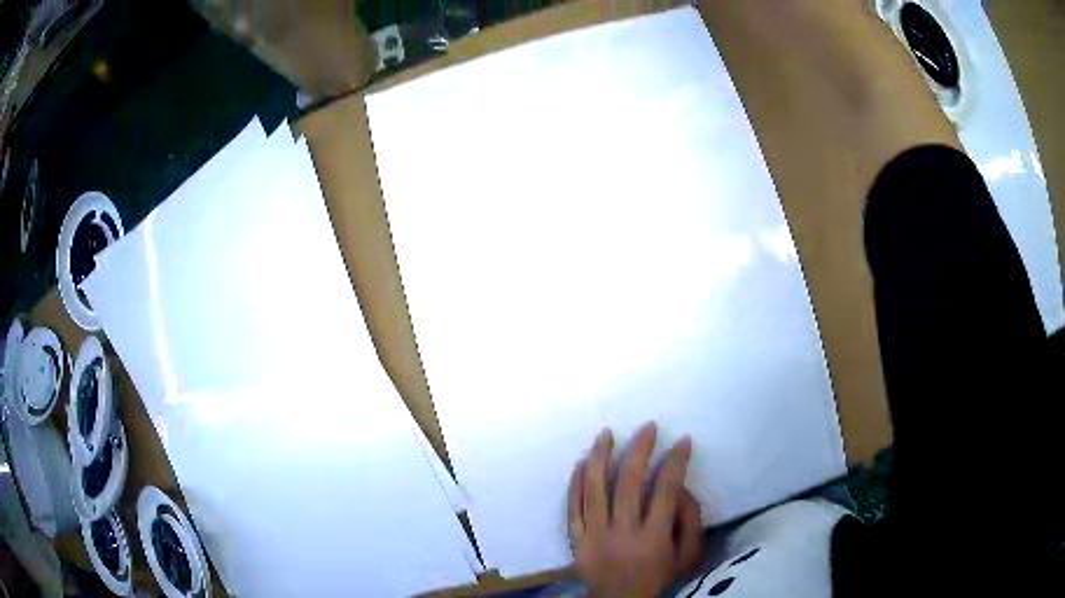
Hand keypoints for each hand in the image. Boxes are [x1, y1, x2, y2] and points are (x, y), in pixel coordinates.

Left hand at [568, 422, 703, 597]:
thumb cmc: (659, 576)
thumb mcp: (688, 555)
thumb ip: (690, 521)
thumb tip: (681, 487)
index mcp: (653, 538)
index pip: (665, 490)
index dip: (675, 461)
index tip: (683, 441)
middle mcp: (622, 532)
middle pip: (627, 483)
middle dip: (639, 449)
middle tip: (647, 427)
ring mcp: (594, 535)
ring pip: (593, 489)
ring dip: (599, 457)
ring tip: (605, 433)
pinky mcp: (576, 539)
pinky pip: (572, 507)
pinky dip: (574, 483)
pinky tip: (580, 463)